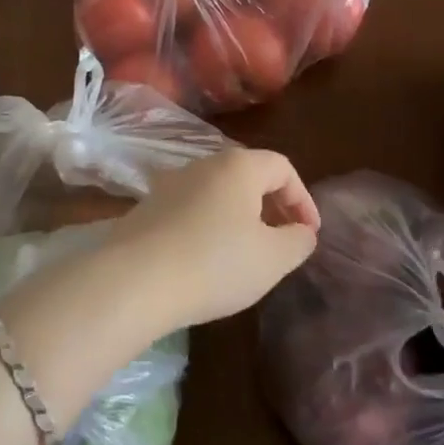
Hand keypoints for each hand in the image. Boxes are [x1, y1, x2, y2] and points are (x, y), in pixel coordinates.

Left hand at [104, 150, 319, 329]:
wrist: (134, 280)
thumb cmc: (215, 263)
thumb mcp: (272, 259)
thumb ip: (298, 240)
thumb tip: (301, 231)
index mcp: (237, 166)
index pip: (282, 167)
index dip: (303, 199)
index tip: (309, 234)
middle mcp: (202, 164)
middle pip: (247, 175)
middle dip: (272, 206)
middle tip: (283, 241)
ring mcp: (169, 184)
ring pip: (217, 192)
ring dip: (240, 216)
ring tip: (248, 253)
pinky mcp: (147, 208)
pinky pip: (191, 209)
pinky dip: (210, 226)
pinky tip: (208, 260)